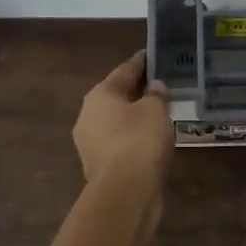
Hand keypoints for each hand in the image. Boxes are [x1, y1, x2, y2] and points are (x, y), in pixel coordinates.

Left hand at [73, 51, 171, 189]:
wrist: (124, 191)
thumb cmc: (139, 140)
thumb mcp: (155, 111)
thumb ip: (156, 96)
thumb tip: (154, 87)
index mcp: (100, 95)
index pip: (123, 71)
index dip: (140, 62)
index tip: (151, 54)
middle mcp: (88, 115)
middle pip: (116, 97)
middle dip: (135, 91)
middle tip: (157, 84)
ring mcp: (90, 143)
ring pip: (116, 122)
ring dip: (133, 116)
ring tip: (157, 113)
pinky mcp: (99, 165)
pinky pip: (119, 142)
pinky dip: (133, 137)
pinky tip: (149, 139)